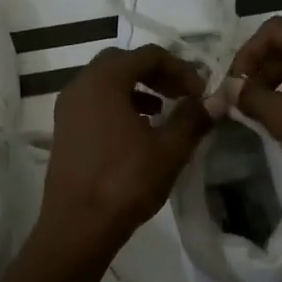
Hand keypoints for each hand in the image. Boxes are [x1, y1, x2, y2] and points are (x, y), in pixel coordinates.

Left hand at [36, 45, 213, 253]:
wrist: (78, 226)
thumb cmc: (125, 181)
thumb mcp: (169, 149)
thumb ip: (194, 118)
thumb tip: (216, 99)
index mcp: (103, 81)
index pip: (147, 55)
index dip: (180, 68)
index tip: (200, 91)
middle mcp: (80, 86)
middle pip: (123, 63)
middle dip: (157, 74)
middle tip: (182, 94)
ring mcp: (67, 109)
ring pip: (107, 83)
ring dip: (138, 89)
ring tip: (164, 112)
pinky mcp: (64, 131)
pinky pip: (95, 103)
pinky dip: (120, 105)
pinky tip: (139, 131)